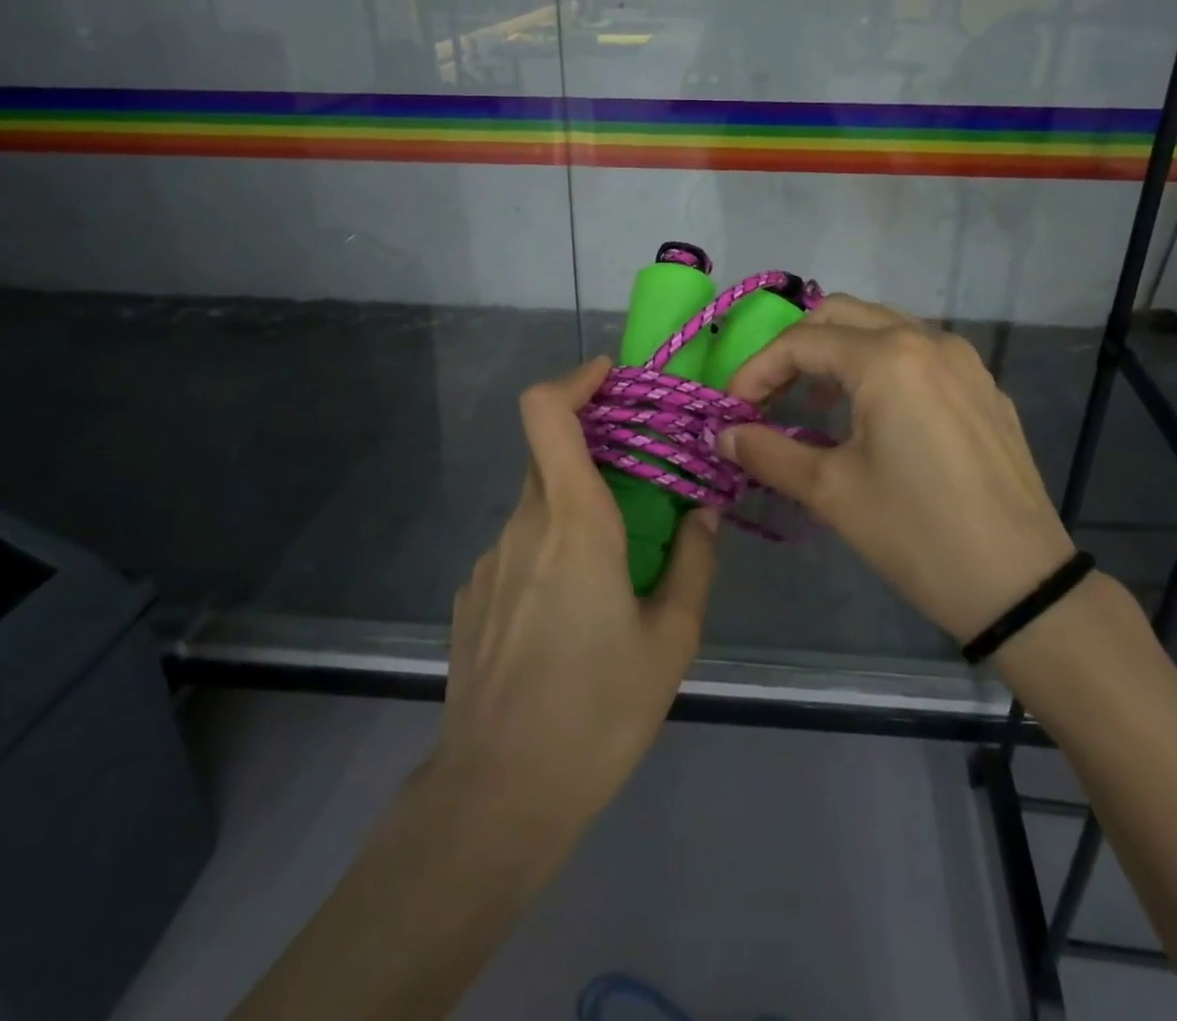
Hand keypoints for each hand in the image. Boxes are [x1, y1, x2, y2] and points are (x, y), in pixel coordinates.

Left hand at [436, 357, 716, 833]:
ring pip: (538, 507)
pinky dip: (550, 553)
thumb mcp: (671, 640)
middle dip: (596, 452)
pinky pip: (519, 550)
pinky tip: (570, 619)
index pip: (546, 412)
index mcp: (573, 521)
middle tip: (644, 486)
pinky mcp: (473, 598)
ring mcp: (489, 562)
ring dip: (577, 511)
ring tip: (616, 572)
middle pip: (551, 456)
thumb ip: (693, 563)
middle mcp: (523, 526)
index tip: (612, 379)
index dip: (574, 380)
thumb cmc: (597, 712)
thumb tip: (703, 512)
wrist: (497, 797)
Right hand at [721, 295, 1073, 643]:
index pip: (801, 342)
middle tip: (769, 395)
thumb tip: (723, 436)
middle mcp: (928, 341)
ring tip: (814, 404)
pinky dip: (881, 366)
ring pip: (883, 328)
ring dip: (838, 353)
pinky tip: (874, 416)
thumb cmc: (916, 534)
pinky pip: (919, 354)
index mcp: (888, 358)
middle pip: (841, 315)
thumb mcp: (832, 492)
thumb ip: (769, 452)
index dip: (756, 371)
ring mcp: (964, 362)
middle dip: (795, 349)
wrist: (1021, 585)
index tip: (732, 410)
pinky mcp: (984, 388)